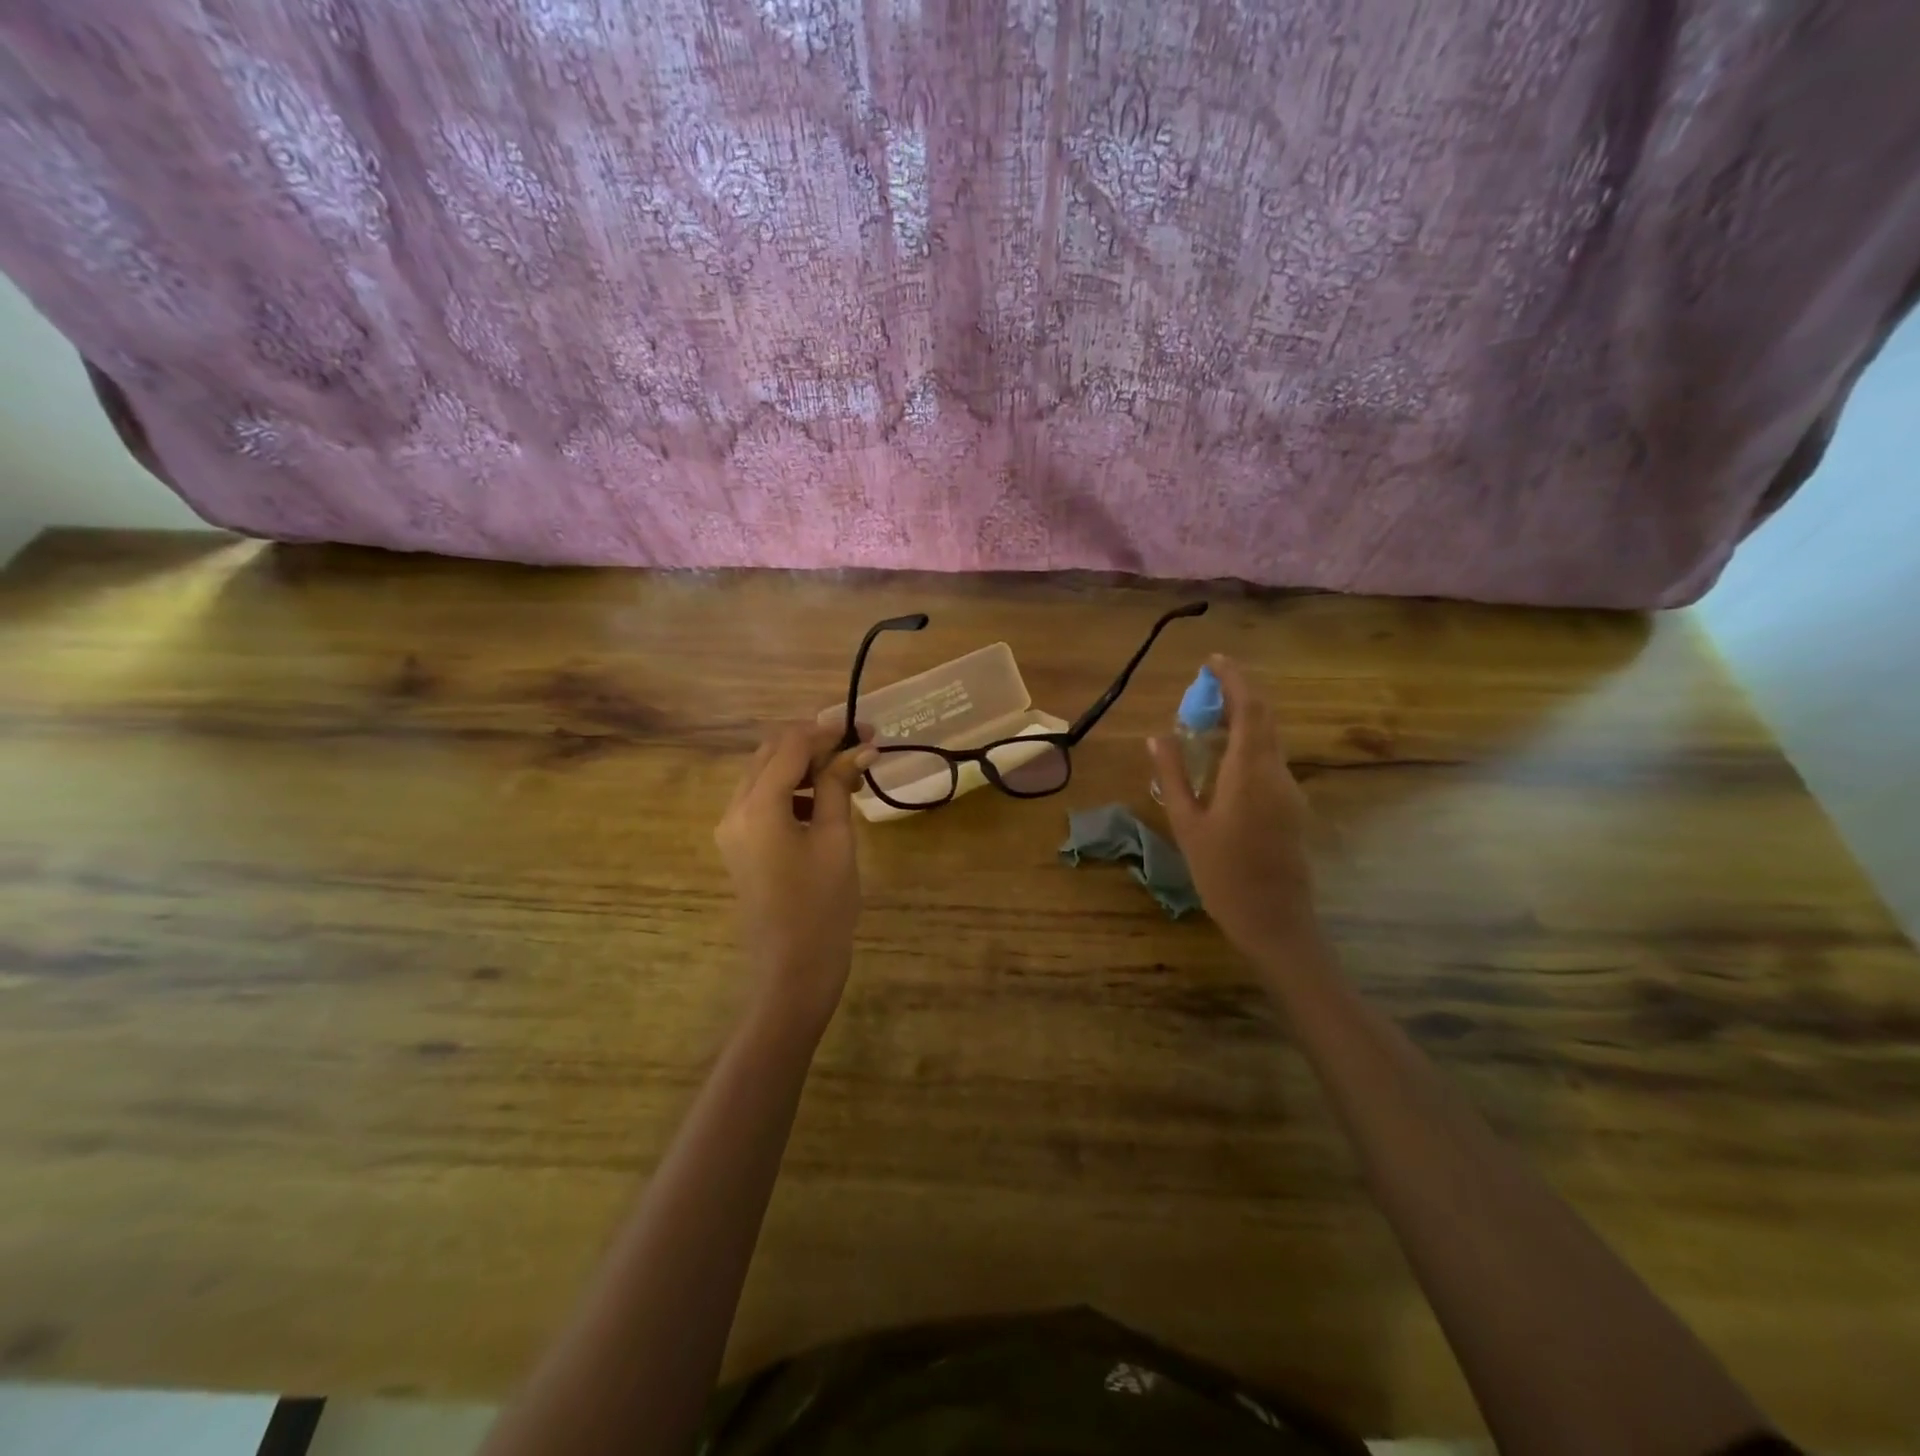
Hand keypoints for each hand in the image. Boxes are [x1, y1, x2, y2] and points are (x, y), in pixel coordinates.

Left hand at [715, 722, 873, 1031]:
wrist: (793, 970)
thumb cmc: (822, 906)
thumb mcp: (837, 840)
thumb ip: (840, 786)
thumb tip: (859, 748)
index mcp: (758, 806)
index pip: (791, 745)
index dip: (829, 731)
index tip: (867, 730)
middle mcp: (734, 809)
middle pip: (772, 753)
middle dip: (815, 743)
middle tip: (859, 746)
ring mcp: (733, 828)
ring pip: (766, 774)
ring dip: (804, 764)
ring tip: (848, 773)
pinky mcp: (740, 844)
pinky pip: (763, 799)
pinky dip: (793, 789)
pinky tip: (825, 800)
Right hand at [1149, 655, 1320, 962]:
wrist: (1274, 921)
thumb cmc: (1222, 875)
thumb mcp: (1186, 825)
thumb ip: (1173, 776)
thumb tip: (1157, 737)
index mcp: (1249, 774)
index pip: (1249, 709)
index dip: (1234, 679)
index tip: (1212, 661)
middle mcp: (1276, 773)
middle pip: (1264, 718)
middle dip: (1237, 694)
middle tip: (1202, 690)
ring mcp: (1290, 790)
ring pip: (1268, 739)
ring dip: (1241, 720)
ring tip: (1204, 722)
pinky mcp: (1292, 805)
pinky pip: (1269, 760)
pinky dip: (1246, 745)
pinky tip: (1220, 761)